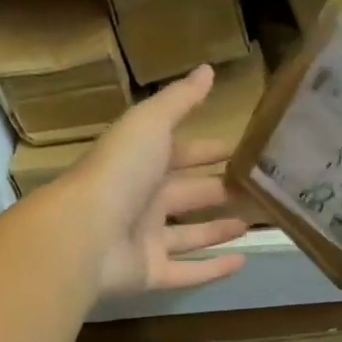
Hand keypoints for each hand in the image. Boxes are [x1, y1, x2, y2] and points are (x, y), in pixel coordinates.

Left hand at [62, 64, 249, 299]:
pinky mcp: (149, 273)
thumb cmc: (119, 172)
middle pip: (188, 194)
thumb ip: (180, 100)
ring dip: (218, 228)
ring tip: (252, 222)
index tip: (241, 150)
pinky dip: (213, 268)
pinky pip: (187, 271)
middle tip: (258, 190)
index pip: (180, 153)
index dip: (208, 150)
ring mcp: (144, 239)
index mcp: (140, 162)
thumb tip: (207, 69)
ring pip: (189, 234)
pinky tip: (243, 260)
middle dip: (219, 189)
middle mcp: (142, 199)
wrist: (83, 233)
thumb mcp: (150, 123)